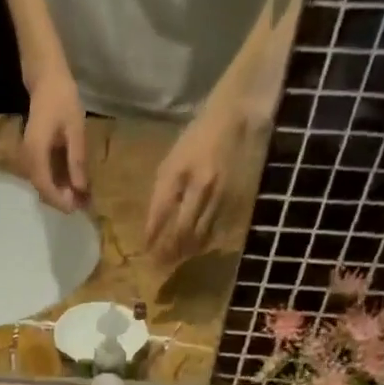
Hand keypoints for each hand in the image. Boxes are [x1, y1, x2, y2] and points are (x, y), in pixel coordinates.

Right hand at [21, 71, 89, 211]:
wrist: (46, 79)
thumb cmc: (62, 99)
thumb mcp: (75, 129)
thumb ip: (76, 160)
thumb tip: (80, 188)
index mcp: (36, 152)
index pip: (44, 186)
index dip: (60, 200)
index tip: (76, 208)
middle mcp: (28, 158)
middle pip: (42, 188)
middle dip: (62, 199)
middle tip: (83, 204)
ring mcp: (28, 156)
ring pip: (42, 183)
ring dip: (60, 192)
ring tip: (81, 196)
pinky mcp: (33, 154)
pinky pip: (43, 174)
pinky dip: (57, 182)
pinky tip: (73, 182)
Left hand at [145, 101, 245, 265]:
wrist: (237, 117)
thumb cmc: (197, 139)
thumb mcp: (172, 162)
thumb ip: (162, 194)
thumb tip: (153, 229)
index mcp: (178, 173)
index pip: (160, 215)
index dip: (152, 238)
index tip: (146, 253)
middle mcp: (200, 186)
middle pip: (181, 231)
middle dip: (169, 251)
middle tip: (160, 266)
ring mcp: (221, 195)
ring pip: (201, 235)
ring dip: (186, 251)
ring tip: (176, 261)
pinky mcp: (237, 200)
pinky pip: (219, 230)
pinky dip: (206, 243)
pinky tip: (198, 249)